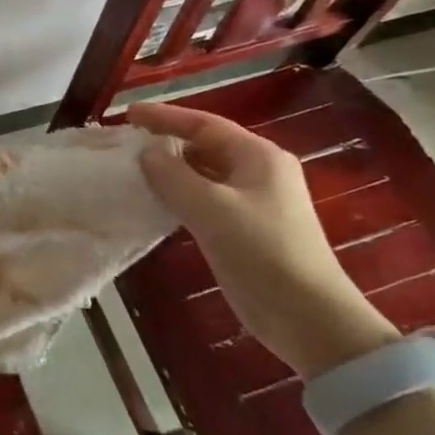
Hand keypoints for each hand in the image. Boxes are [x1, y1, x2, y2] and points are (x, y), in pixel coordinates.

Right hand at [127, 102, 397, 377]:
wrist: (309, 319)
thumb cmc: (263, 253)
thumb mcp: (210, 209)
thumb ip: (172, 175)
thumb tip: (146, 153)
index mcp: (258, 156)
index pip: (204, 123)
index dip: (163, 116)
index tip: (127, 114)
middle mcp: (259, 172)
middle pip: (205, 145)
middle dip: (166, 142)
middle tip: (125, 143)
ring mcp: (254, 202)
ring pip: (203, 173)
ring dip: (170, 170)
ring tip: (133, 170)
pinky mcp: (246, 229)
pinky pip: (205, 199)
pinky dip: (179, 195)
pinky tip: (156, 202)